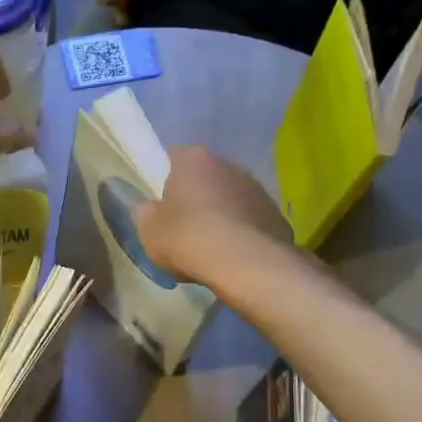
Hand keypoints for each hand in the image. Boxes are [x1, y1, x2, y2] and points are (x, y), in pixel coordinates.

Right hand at [134, 145, 290, 284]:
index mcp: (193, 160)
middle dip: (196, 198)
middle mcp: (228, 165)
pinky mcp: (275, 214)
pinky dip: (242, 234)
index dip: (165, 180)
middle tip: (184, 227)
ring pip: (230, 199)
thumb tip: (150, 210)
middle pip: (205, 178)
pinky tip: (232, 257)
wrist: (244, 263)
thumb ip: (146, 214)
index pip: (174, 158)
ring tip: (211, 247)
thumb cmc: (187, 237)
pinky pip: (250, 221)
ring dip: (221, 215)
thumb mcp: (148, 230)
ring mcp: (256, 188)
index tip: (161, 203)